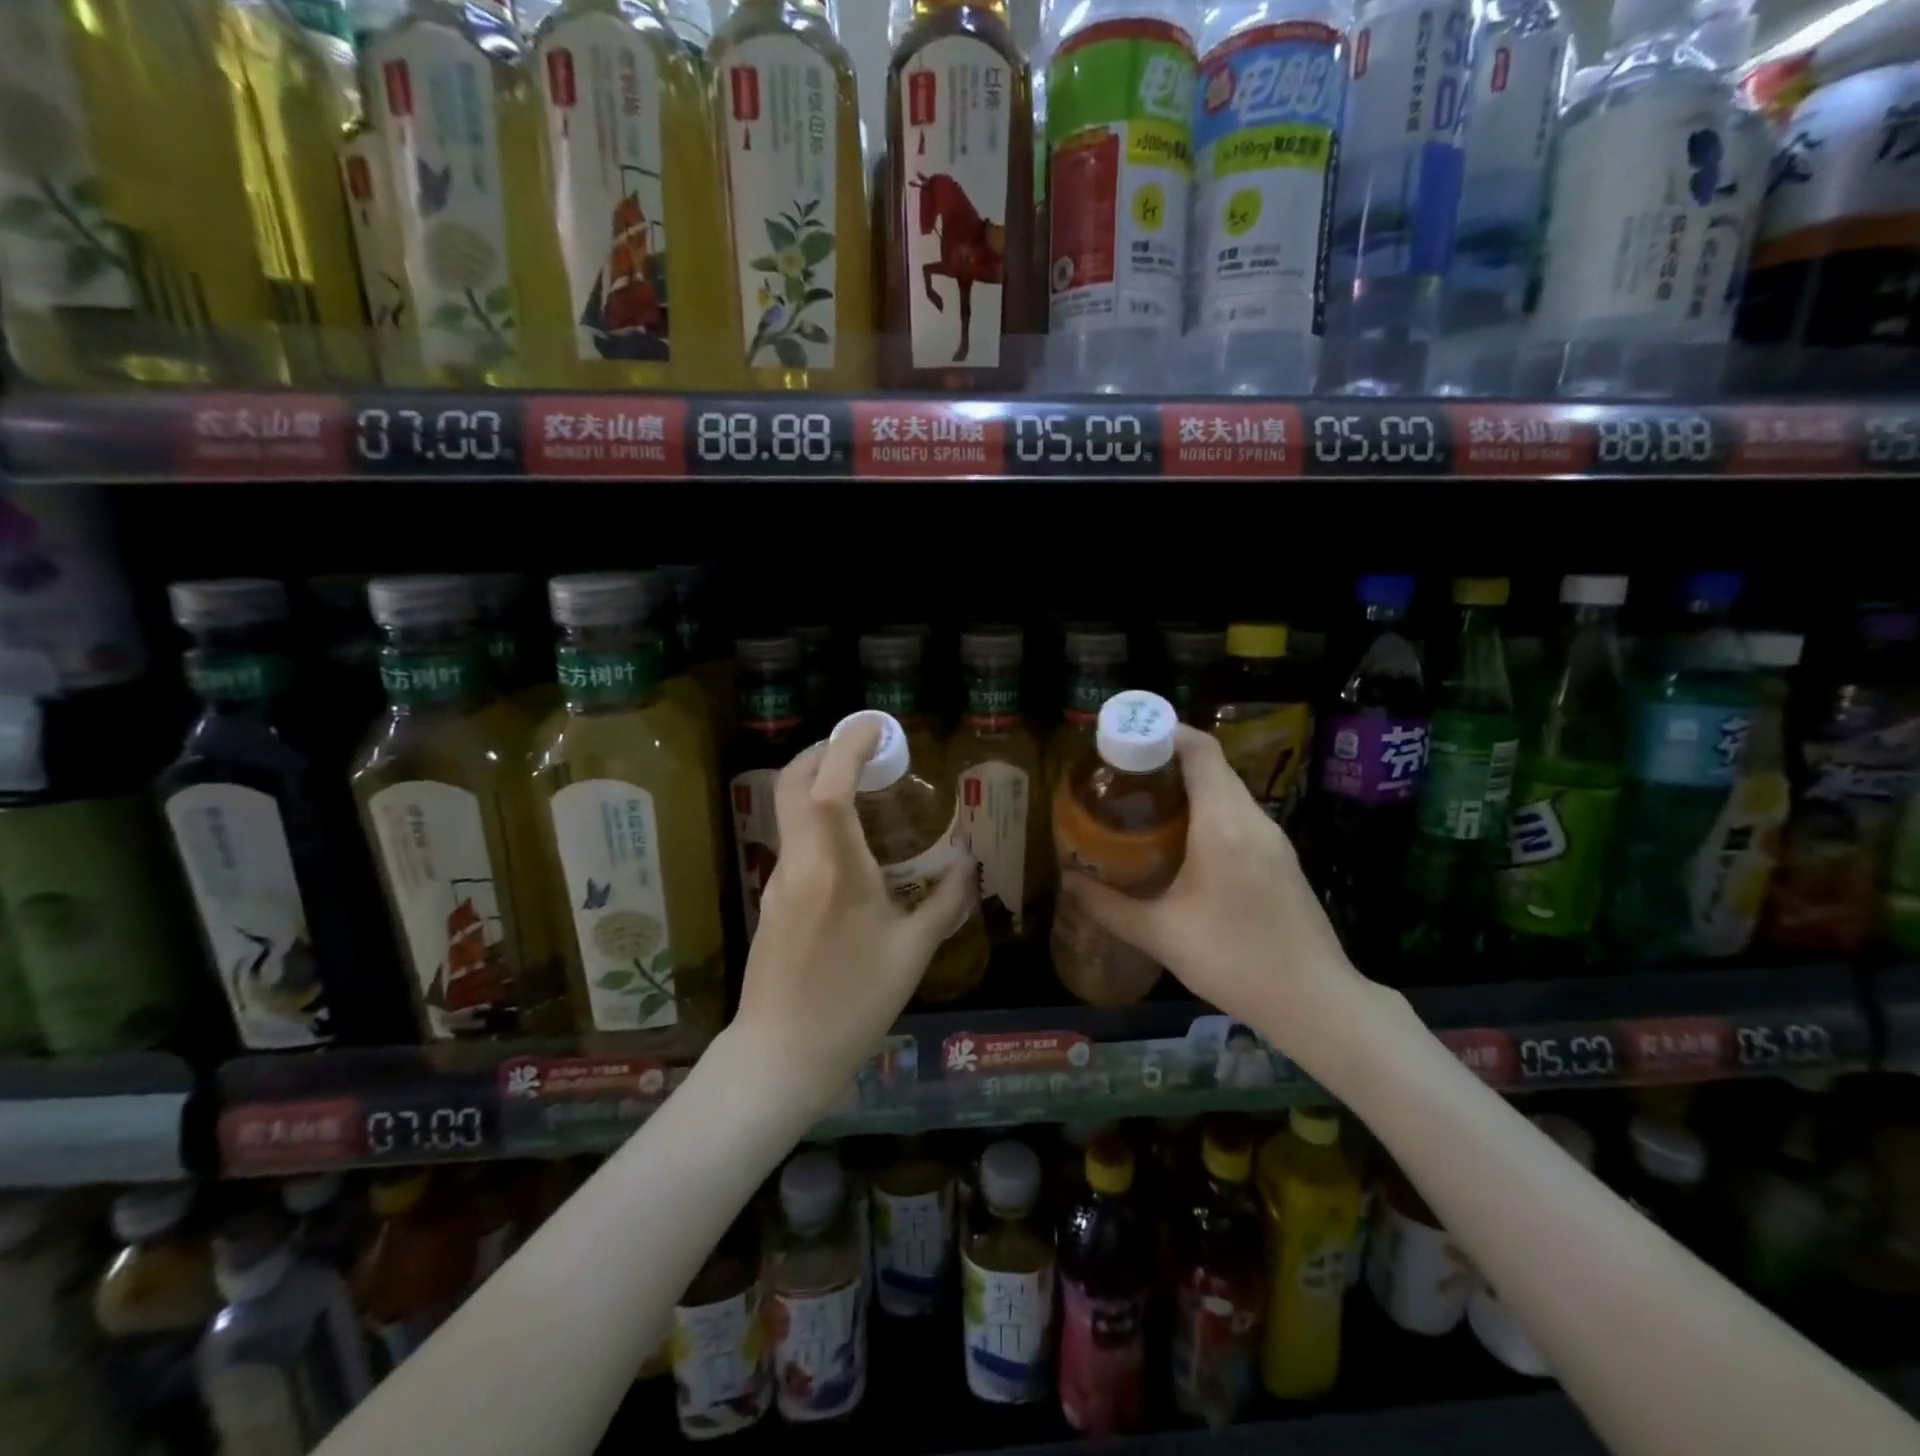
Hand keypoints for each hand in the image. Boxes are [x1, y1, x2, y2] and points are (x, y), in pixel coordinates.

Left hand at [730, 716, 972, 1121]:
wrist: (782, 1055)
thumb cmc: (854, 1002)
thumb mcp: (912, 954)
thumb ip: (945, 902)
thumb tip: (968, 865)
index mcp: (835, 868)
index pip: (829, 786)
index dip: (847, 746)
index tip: (875, 727)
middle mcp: (799, 862)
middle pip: (793, 784)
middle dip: (823, 752)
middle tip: (862, 749)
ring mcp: (778, 880)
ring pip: (789, 810)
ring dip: (817, 784)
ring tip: (861, 790)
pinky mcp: (771, 899)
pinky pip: (794, 840)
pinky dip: (816, 819)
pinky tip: (848, 847)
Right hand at [1059, 727, 1378, 1072]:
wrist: (1316, 1003)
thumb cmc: (1234, 960)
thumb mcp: (1160, 934)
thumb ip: (1107, 905)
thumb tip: (1068, 881)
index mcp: (1224, 823)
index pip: (1199, 749)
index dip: (1162, 732)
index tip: (1122, 739)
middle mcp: (1252, 819)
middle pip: (1210, 765)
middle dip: (1164, 760)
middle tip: (1119, 776)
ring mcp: (1272, 839)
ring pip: (1226, 791)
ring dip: (1186, 787)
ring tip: (1141, 805)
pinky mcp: (1280, 859)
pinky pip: (1238, 815)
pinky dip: (1206, 811)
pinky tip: (1179, 841)